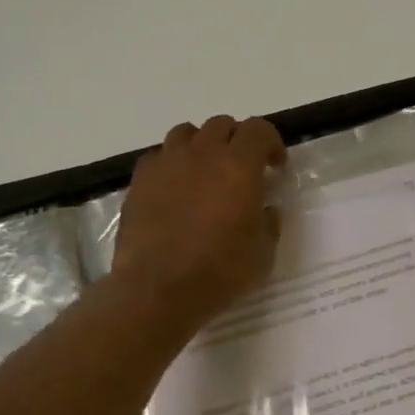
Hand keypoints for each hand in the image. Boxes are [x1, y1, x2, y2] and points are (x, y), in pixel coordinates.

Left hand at [112, 116, 285, 331]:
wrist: (159, 289)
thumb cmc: (220, 271)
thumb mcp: (263, 253)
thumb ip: (269, 223)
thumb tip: (265, 209)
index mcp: (239, 166)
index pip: (259, 130)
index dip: (271, 143)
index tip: (275, 166)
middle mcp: (202, 154)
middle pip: (222, 125)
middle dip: (237, 140)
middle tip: (242, 169)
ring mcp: (166, 164)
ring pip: (186, 133)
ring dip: (202, 146)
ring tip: (205, 172)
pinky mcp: (139, 181)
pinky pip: (158, 156)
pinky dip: (172, 164)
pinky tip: (175, 188)